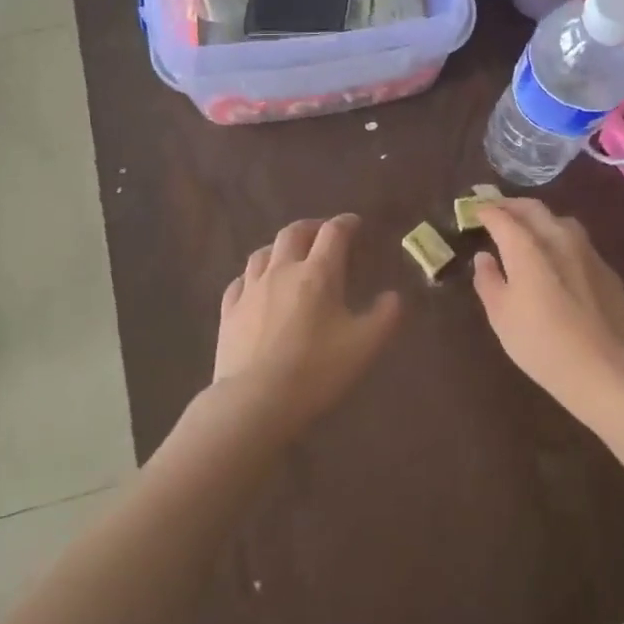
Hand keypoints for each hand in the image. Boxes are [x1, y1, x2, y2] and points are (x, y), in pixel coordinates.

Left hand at [213, 214, 400, 435]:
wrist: (256, 400)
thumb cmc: (316, 370)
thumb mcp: (365, 346)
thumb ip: (385, 316)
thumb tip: (394, 296)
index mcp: (318, 273)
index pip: (333, 233)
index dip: (346, 223)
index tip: (355, 224)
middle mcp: (282, 271)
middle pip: (293, 233)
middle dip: (311, 227)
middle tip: (323, 233)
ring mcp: (251, 289)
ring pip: (262, 252)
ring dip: (280, 247)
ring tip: (289, 255)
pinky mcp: (229, 310)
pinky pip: (240, 281)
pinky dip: (253, 276)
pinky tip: (256, 286)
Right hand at [472, 200, 623, 413]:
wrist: (603, 368)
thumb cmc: (540, 343)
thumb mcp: (500, 315)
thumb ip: (488, 280)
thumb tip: (484, 258)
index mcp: (527, 247)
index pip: (502, 217)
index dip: (486, 212)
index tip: (475, 212)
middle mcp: (559, 238)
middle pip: (534, 209)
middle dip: (512, 206)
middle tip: (498, 212)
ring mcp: (588, 252)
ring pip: (561, 221)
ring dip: (540, 220)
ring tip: (529, 231)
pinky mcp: (607, 270)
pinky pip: (580, 245)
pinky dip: (562, 243)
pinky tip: (559, 262)